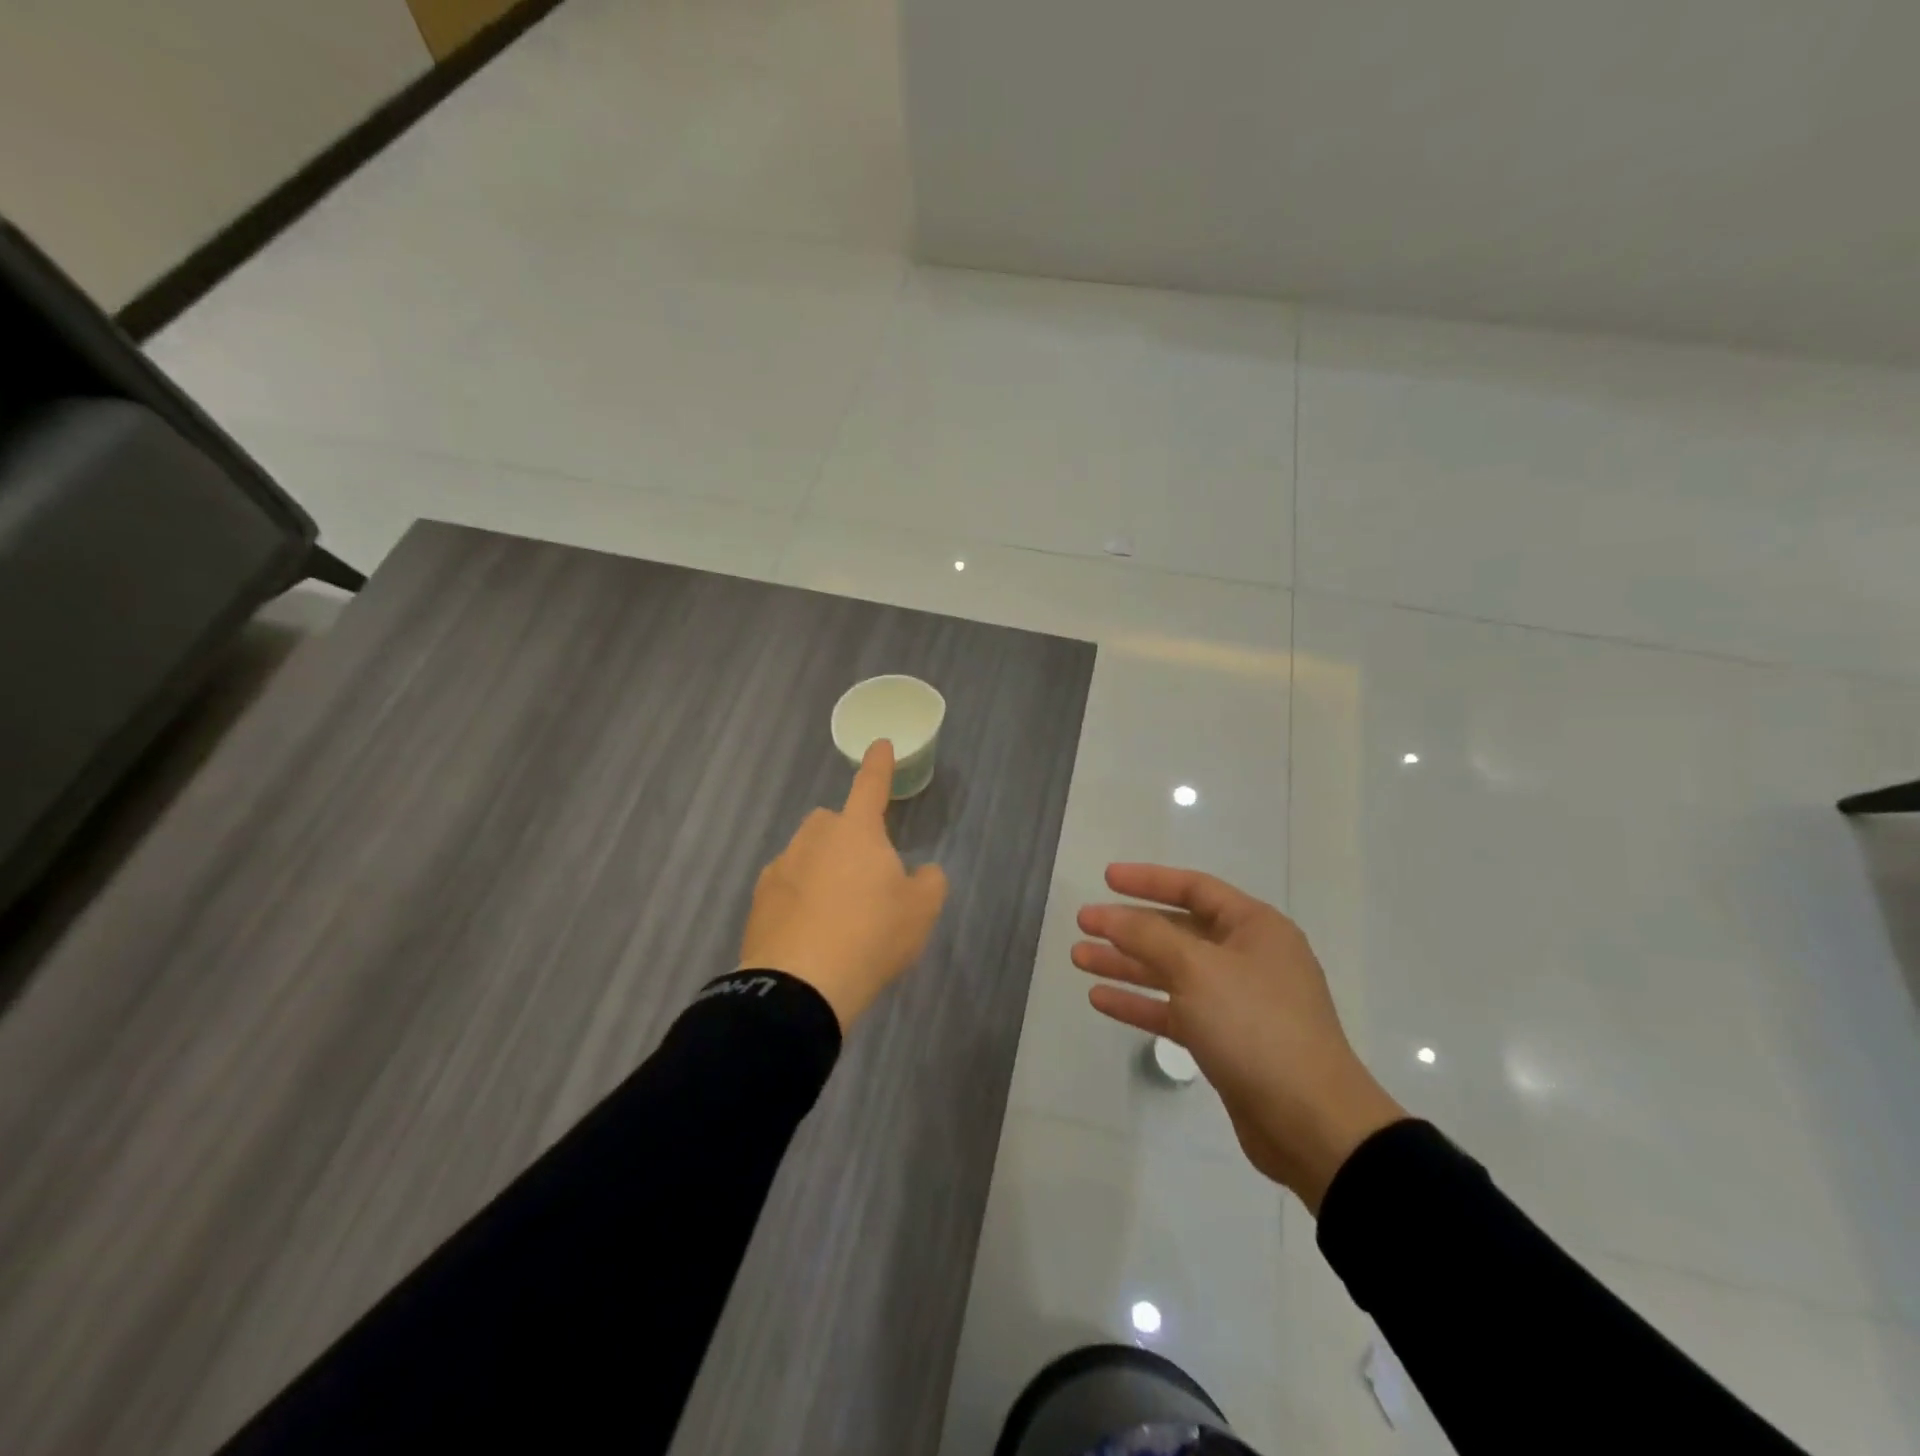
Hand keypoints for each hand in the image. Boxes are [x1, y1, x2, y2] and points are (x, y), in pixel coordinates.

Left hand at [738, 739, 948, 1030]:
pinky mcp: (759, 900)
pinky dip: (800, 900)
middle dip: (849, 838)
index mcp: (857, 831)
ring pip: (808, 855)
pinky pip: (787, 887)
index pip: (871, 786)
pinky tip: (811, 933)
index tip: (879, 744)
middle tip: (866, 879)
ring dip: (823, 870)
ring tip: (838, 917)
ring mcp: (781, 867)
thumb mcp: (921, 910)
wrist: (801, 986)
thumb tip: (920, 872)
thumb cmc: (871, 936)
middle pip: (835, 823)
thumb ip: (928, 881)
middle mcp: (814, 838)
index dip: (879, 765)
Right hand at [1073, 864, 1404, 1210]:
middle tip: (1083, 924)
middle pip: (1178, 930)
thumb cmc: (1256, 1026)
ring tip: (1079, 958)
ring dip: (1127, 965)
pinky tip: (1100, 999)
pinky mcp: (1226, 1041)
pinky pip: (1175, 1010)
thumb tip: (1110, 915)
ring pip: (1171, 972)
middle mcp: (1247, 957)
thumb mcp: (1197, 969)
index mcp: (1254, 928)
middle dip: (1129, 927)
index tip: (1106, 879)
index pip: (1194, 888)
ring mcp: (1237, 1001)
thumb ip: (1148, 935)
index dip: (1148, 880)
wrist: (1311, 1123)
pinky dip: (1140, 1003)